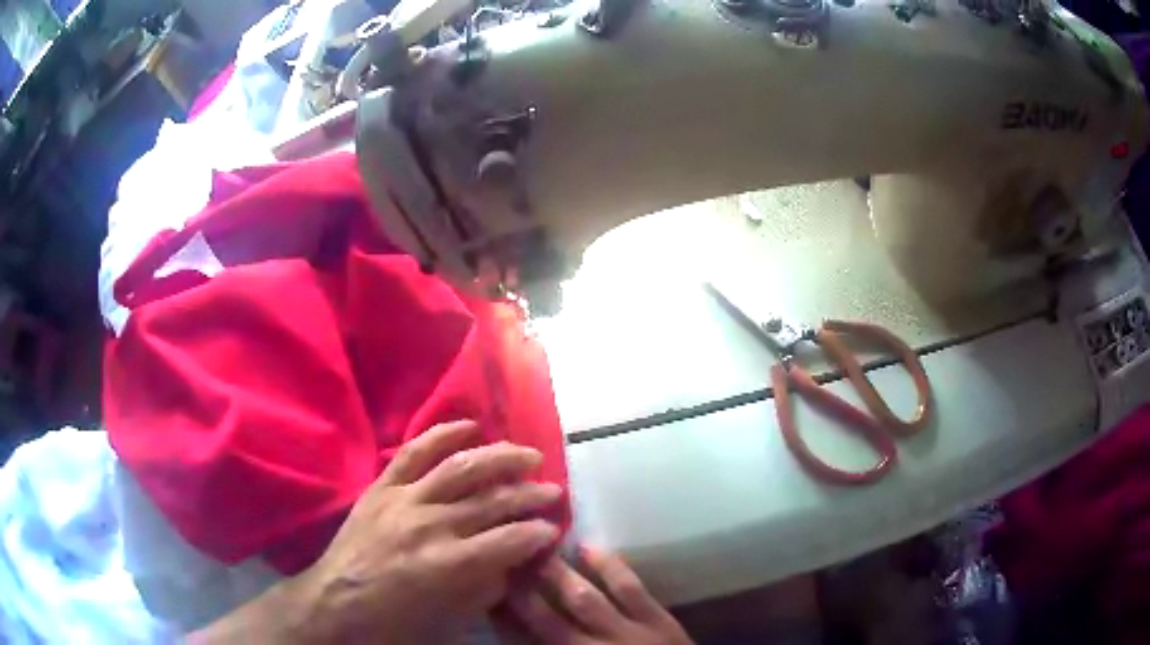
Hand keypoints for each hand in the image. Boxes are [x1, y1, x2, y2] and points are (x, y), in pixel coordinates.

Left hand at [279, 420, 562, 643]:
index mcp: (448, 564)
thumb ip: (486, 588)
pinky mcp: (381, 486)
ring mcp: (403, 499)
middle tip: (554, 490)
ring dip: (499, 457)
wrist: (336, 602)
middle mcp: (429, 525)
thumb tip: (512, 560)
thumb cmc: (395, 620)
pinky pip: (413, 450)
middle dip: (530, 494)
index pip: (509, 540)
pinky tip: (469, 425)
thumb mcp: (451, 619)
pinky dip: (442, 433)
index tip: (554, 527)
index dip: (539, 531)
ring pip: (460, 467)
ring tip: (527, 454)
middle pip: (491, 501)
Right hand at [507, 548, 692, 644]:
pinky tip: (589, 547)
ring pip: (584, 600)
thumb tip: (522, 638)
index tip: (486, 594)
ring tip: (536, 548)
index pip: (525, 643)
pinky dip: (610, 567)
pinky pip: (630, 590)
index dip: (504, 619)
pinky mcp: (657, 621)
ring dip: (558, 575)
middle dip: (521, 593)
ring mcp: (627, 634)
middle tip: (500, 561)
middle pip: (546, 620)